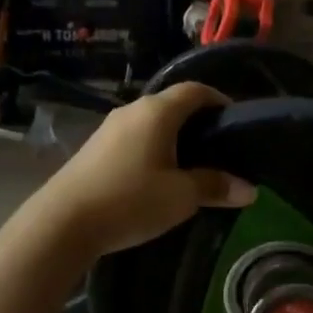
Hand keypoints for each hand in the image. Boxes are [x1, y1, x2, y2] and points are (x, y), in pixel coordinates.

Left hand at [31, 82, 255, 256]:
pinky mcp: (94, 149)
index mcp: (157, 111)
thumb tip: (249, 189)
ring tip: (192, 166)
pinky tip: (157, 177)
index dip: (219, 100)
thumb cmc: (130, 200)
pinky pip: (134, 138)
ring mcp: (109, 129)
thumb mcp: (181, 197)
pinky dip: (152, 149)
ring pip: (151, 123)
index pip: (195, 90)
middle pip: (172, 105)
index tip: (235, 122)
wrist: (63, 222)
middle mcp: (132, 111)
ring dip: (173, 138)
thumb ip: (215, 187)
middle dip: (198, 122)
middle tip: (219, 149)